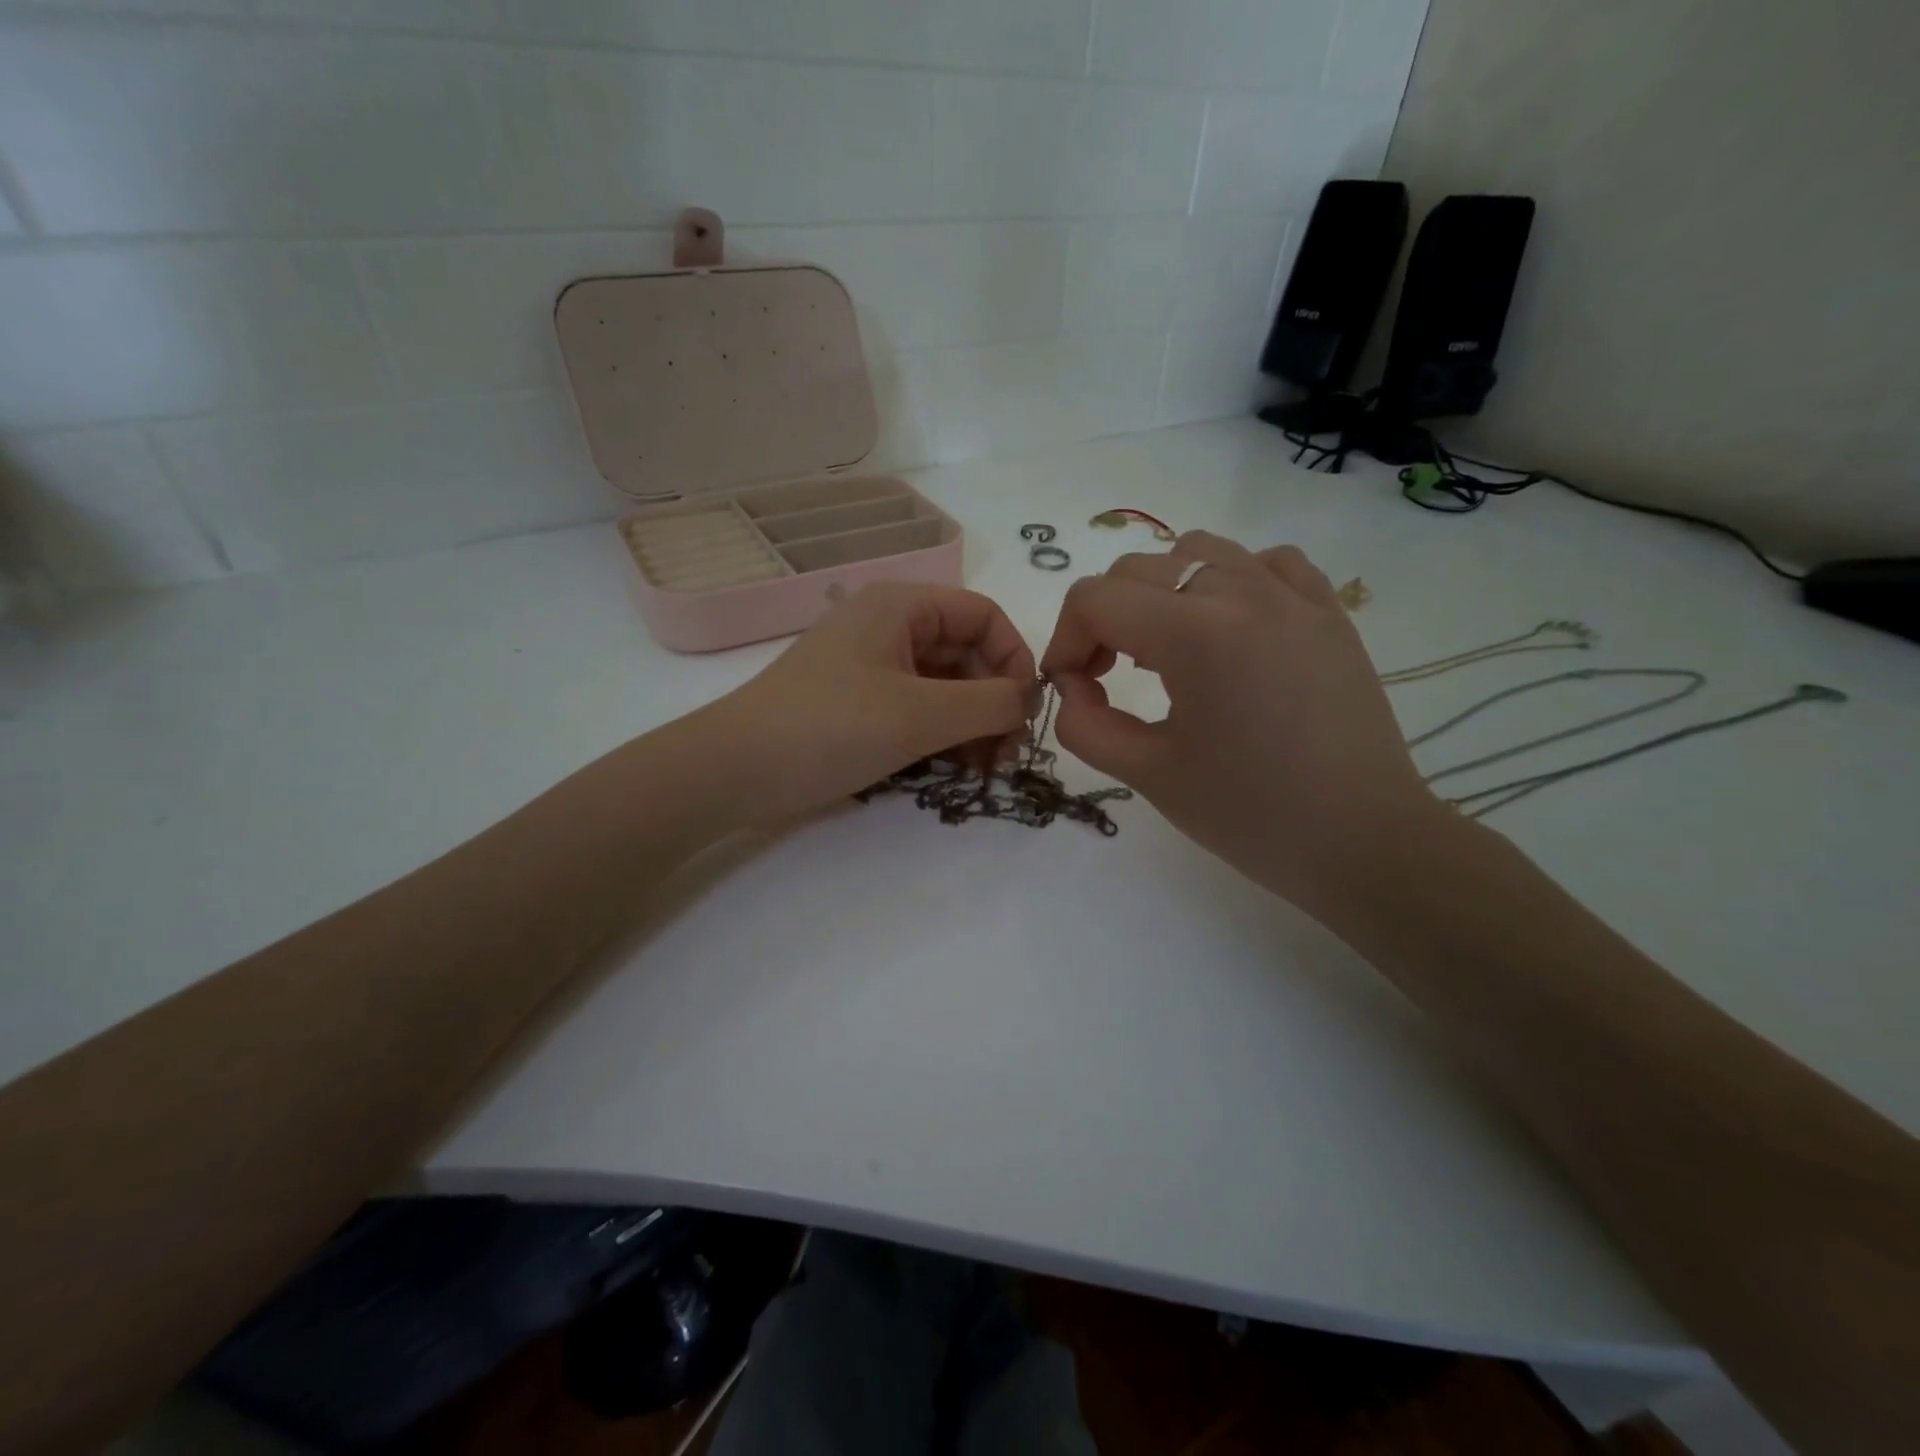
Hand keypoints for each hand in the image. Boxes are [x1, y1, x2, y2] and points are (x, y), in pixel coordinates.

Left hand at [710, 581, 1037, 821]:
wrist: (733, 771)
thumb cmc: (829, 728)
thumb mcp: (921, 715)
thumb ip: (990, 703)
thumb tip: (1030, 699)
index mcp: (902, 606)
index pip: (984, 616)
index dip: (1015, 659)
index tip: (1026, 713)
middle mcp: (889, 626)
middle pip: (967, 652)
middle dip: (994, 702)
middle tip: (1006, 757)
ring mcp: (872, 665)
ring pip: (944, 685)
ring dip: (972, 724)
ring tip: (984, 771)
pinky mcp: (859, 702)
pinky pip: (917, 708)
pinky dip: (942, 734)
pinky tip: (954, 768)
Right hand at [1040, 531, 1441, 916]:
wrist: (1363, 841)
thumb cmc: (1250, 815)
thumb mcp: (1149, 775)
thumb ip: (1086, 726)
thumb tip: (1073, 687)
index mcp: (1194, 634)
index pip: (1095, 599)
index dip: (1065, 640)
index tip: (1072, 687)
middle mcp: (1242, 593)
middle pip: (1137, 569)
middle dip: (1104, 618)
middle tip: (1107, 675)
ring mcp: (1293, 596)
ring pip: (1198, 552)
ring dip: (1162, 592)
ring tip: (1168, 649)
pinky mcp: (1328, 611)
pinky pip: (1265, 563)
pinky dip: (1231, 582)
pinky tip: (1231, 630)